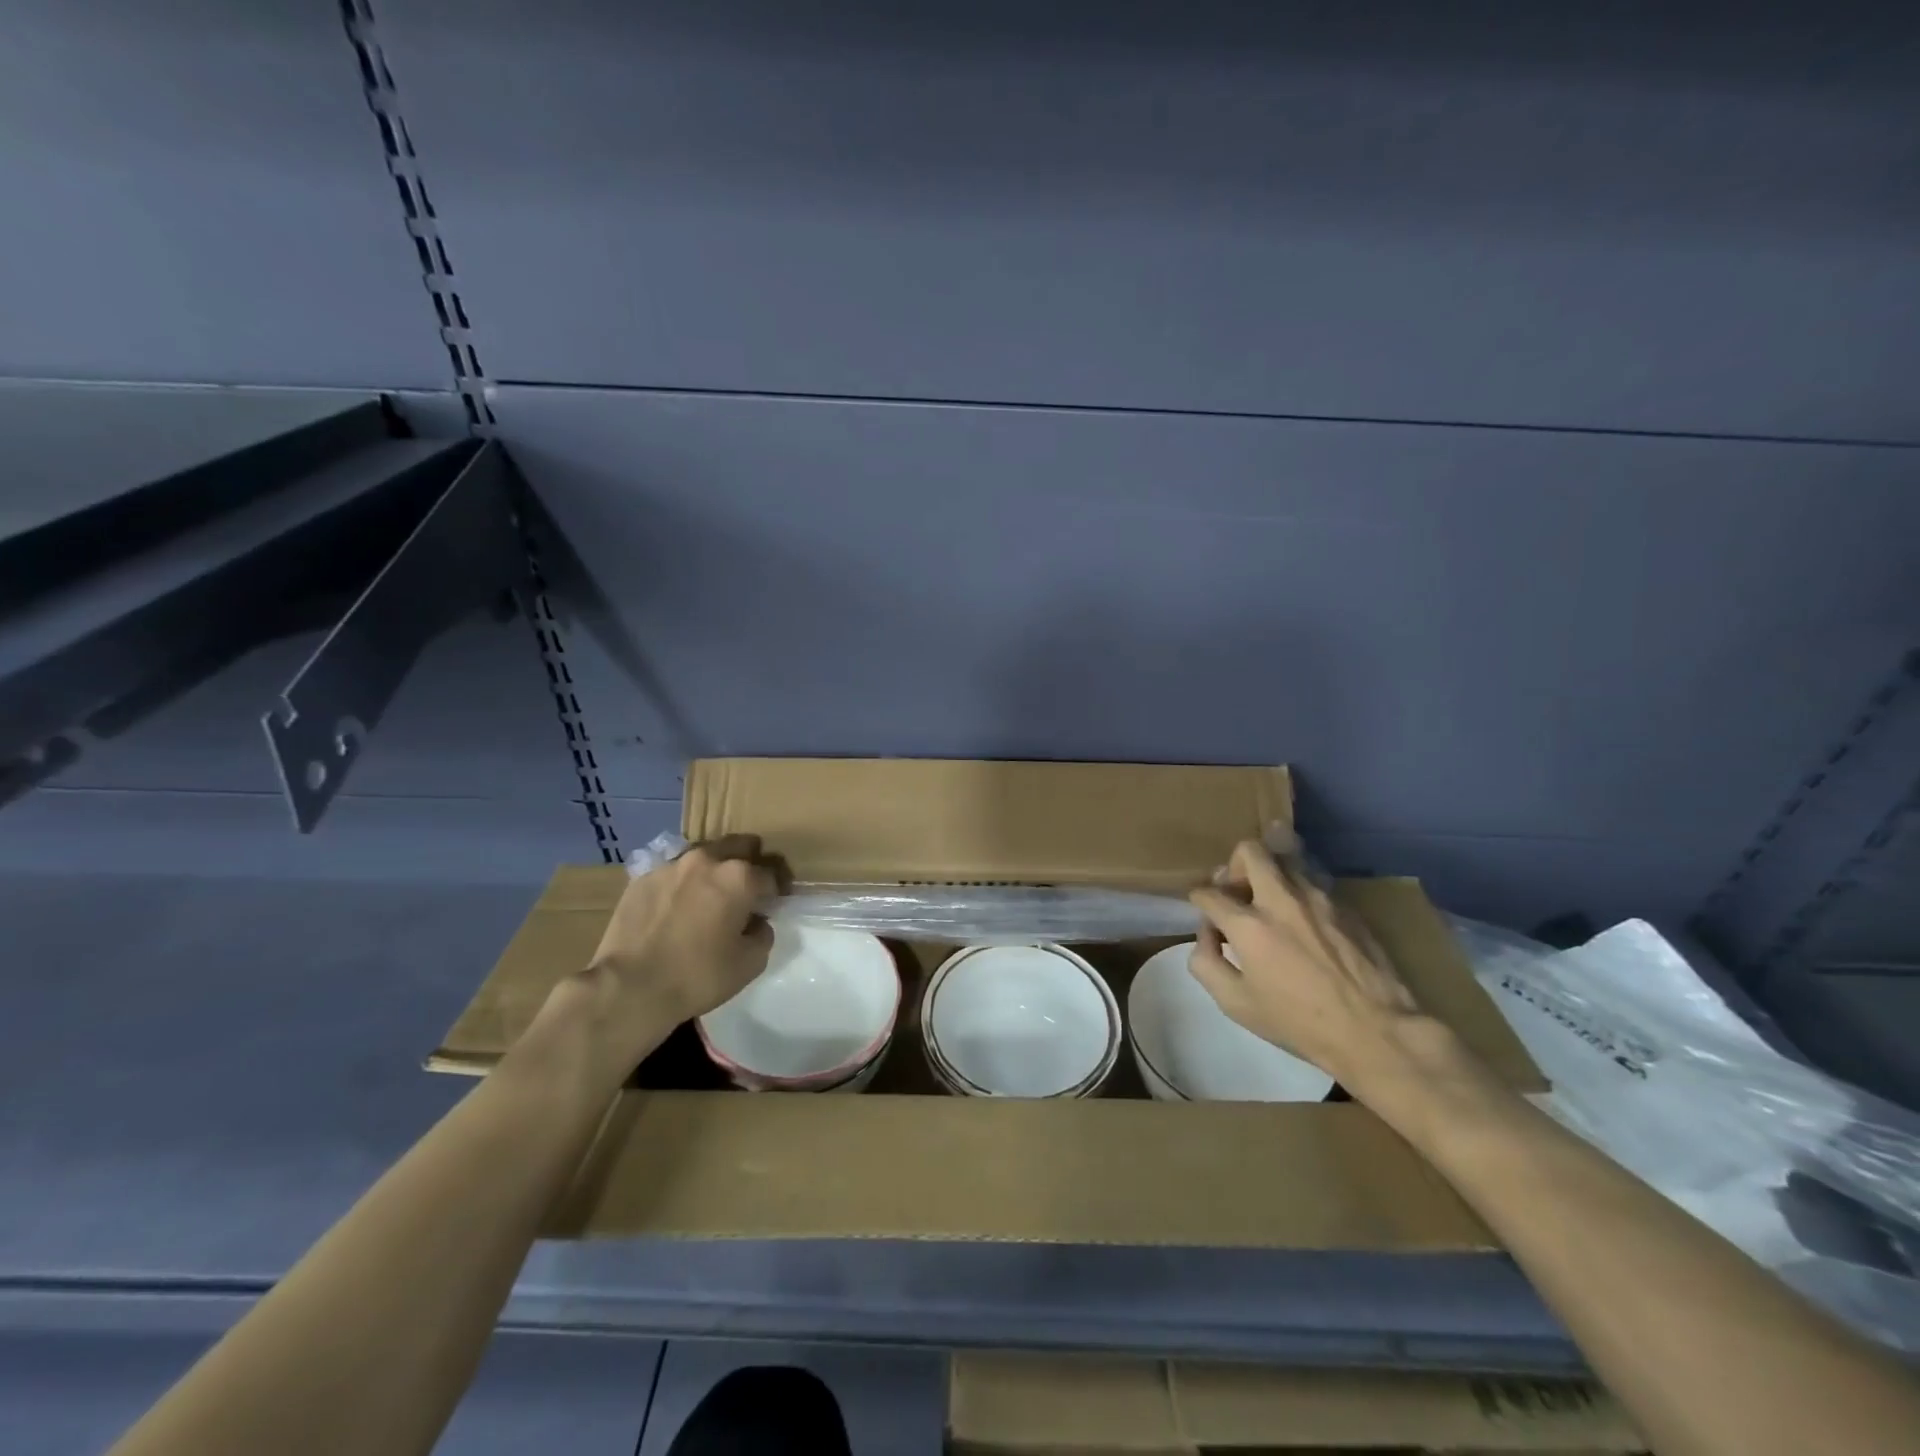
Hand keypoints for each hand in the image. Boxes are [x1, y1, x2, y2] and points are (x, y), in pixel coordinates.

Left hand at [562, 835, 787, 1071]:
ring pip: (703, 856)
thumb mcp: (750, 963)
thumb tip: (756, 922)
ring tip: (707, 898)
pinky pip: (672, 874)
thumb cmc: (698, 976)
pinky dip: (681, 885)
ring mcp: (670, 865)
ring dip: (712, 871)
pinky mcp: (641, 878)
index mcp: (739, 876)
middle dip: (748, 864)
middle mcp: (707, 860)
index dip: (776, 891)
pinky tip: (675, 909)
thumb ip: (763, 934)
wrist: (629, 987)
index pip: (770, 874)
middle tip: (744, 892)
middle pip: (739, 847)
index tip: (774, 904)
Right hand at [1187, 837, 1423, 1092]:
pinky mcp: (1346, 906)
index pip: (1209, 892)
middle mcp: (1281, 899)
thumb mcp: (1236, 1004)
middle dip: (1234, 866)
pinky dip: (1298, 893)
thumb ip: (1206, 963)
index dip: (1200, 901)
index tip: (1209, 918)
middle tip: (1239, 894)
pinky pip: (1313, 882)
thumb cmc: (1299, 1023)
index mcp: (1249, 925)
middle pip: (1250, 851)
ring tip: (1272, 905)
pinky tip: (1304, 924)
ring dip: (1270, 876)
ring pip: (1285, 859)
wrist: (1377, 1032)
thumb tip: (1207, 936)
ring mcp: (1318, 898)